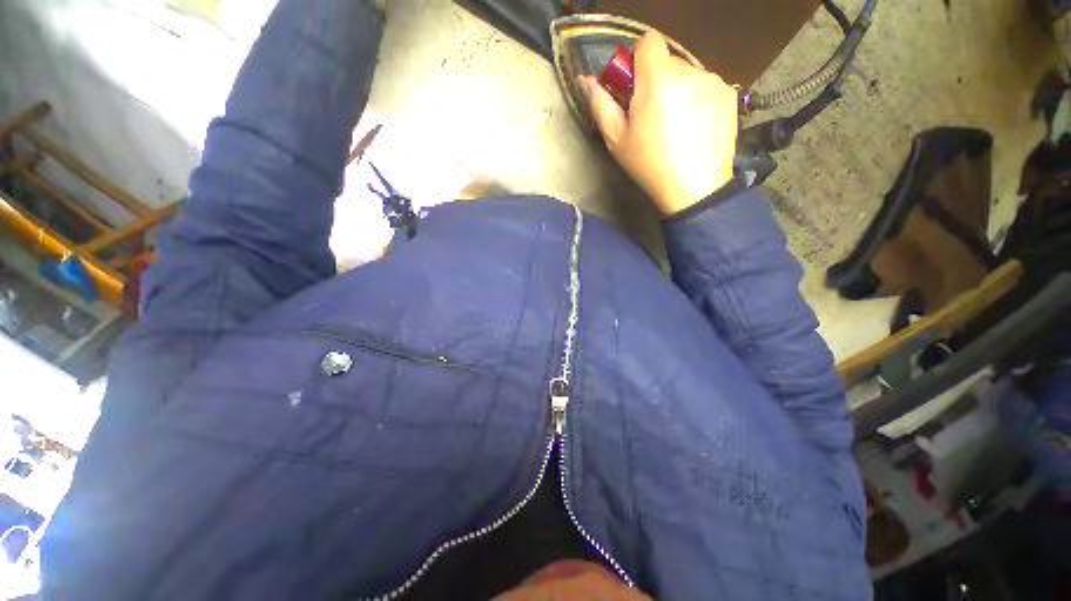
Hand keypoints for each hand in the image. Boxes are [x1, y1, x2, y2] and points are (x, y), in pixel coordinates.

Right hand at [584, 32, 738, 214]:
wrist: (694, 188)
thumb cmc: (650, 166)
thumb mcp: (617, 141)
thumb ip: (601, 105)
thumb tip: (587, 80)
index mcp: (657, 80)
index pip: (648, 42)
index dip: (638, 60)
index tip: (635, 87)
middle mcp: (689, 71)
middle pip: (667, 61)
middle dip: (656, 81)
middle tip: (652, 116)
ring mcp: (713, 81)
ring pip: (687, 74)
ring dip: (678, 91)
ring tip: (675, 125)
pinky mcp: (729, 93)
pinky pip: (706, 86)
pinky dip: (698, 99)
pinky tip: (694, 127)